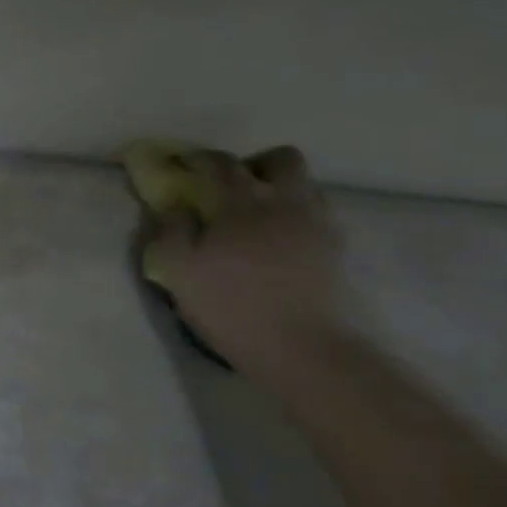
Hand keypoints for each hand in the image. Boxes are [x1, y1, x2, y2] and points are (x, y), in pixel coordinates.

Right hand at [141, 146, 345, 370]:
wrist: (301, 347)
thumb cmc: (232, 306)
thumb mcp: (180, 272)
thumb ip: (170, 231)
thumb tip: (175, 207)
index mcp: (244, 203)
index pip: (222, 164)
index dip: (200, 159)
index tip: (184, 163)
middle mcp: (286, 202)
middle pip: (282, 160)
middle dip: (256, 164)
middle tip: (235, 186)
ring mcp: (317, 225)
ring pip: (306, 185)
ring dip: (282, 189)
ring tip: (261, 215)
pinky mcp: (336, 251)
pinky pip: (319, 216)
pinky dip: (299, 217)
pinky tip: (283, 242)